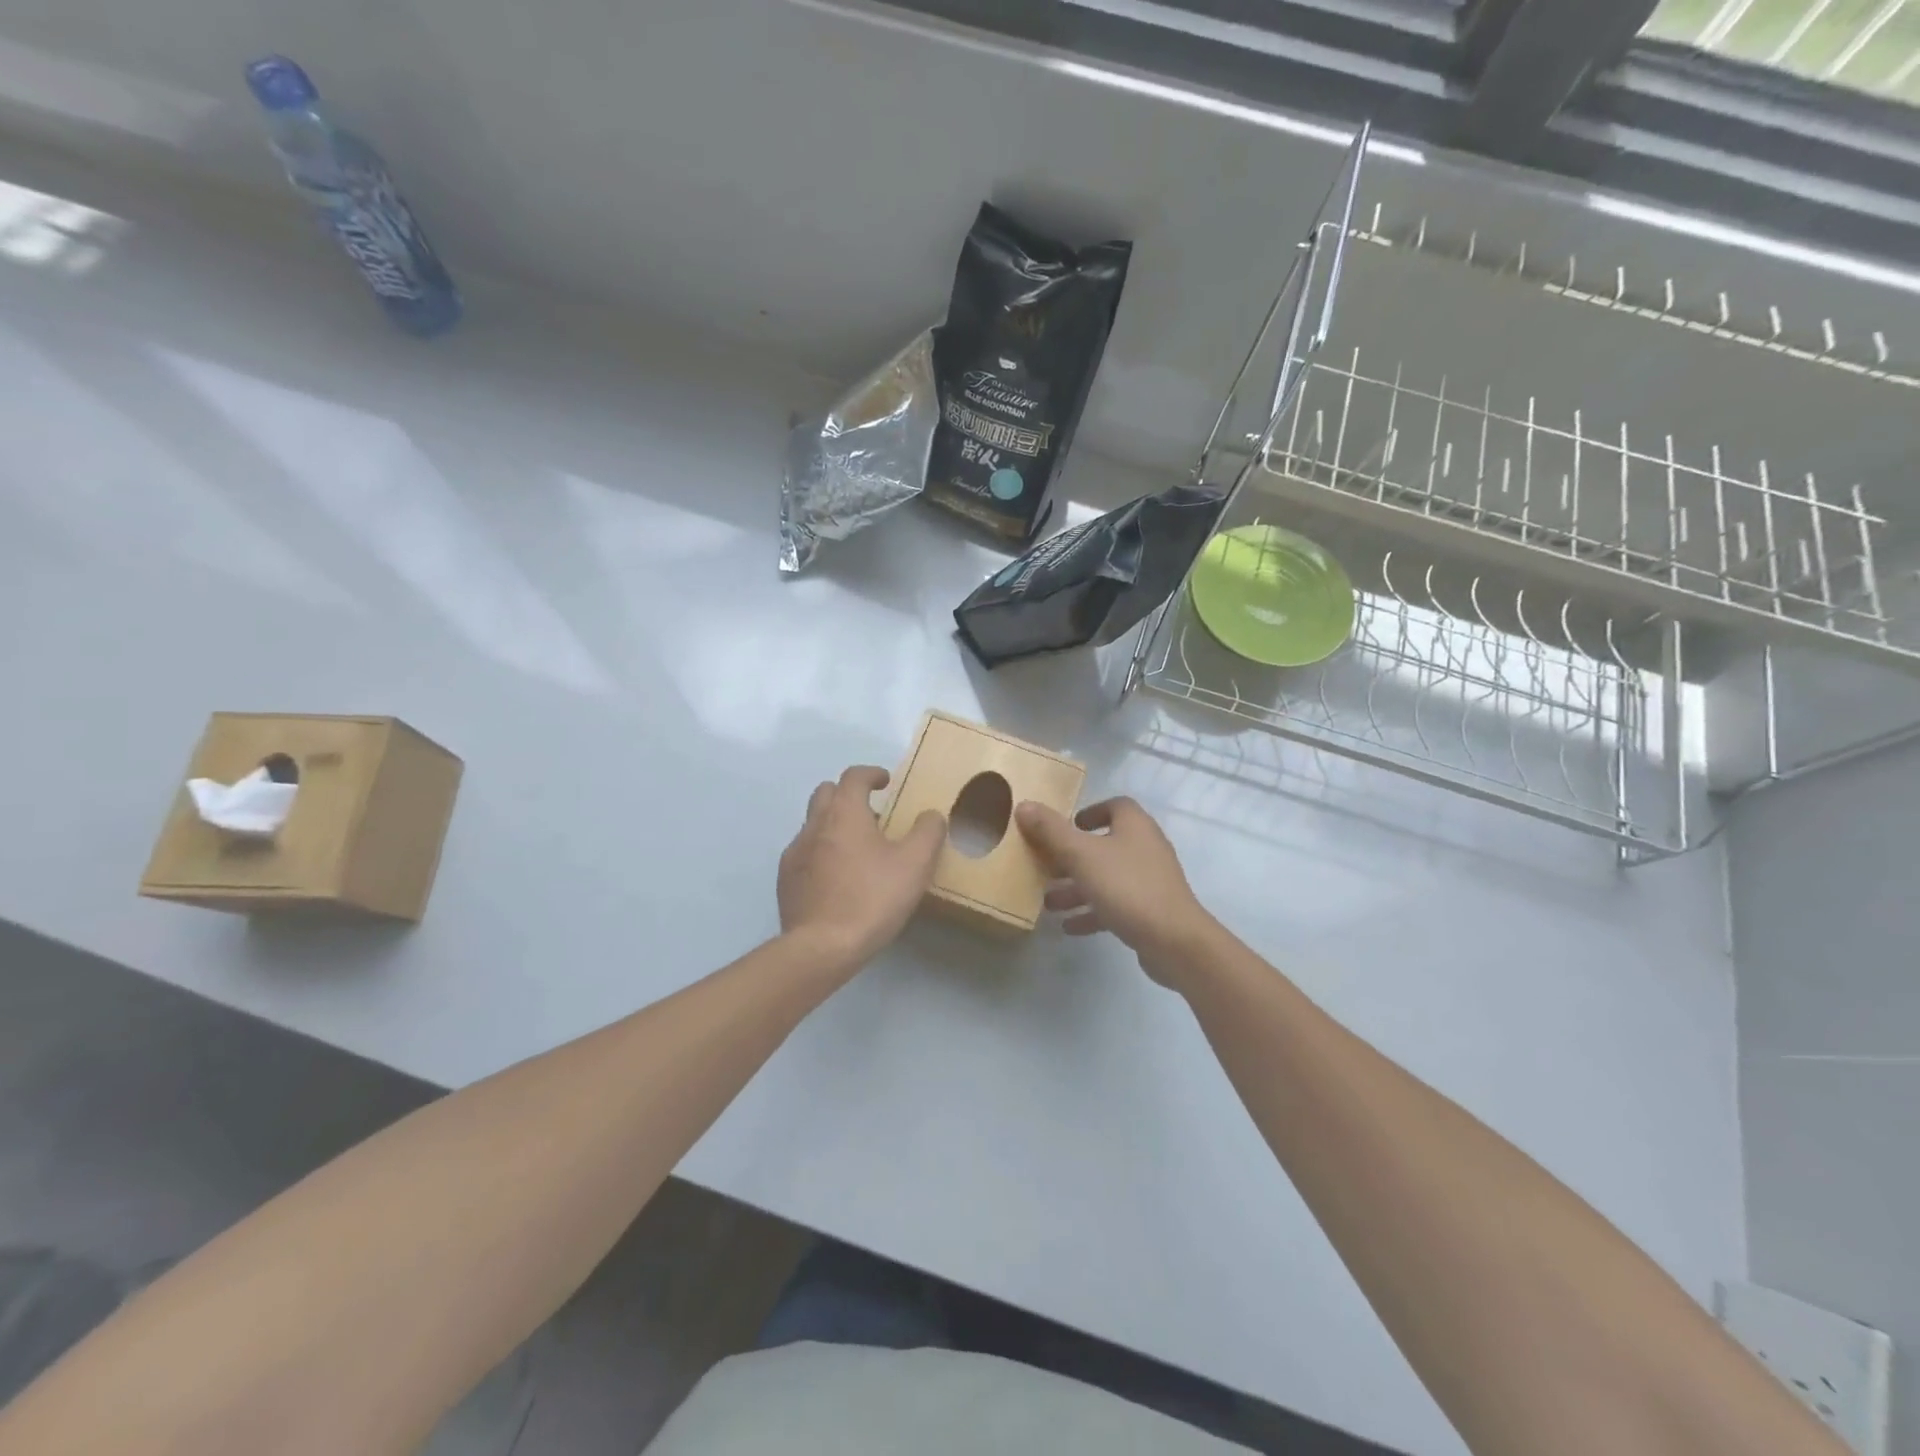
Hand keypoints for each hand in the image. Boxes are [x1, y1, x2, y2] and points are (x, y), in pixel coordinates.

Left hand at [778, 766, 945, 970]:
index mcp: (844, 813)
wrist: (821, 947)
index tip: (886, 782)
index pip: (853, 776)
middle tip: (872, 814)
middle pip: (826, 793)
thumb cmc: (872, 898)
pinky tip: (838, 878)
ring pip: (813, 824)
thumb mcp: (915, 865)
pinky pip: (805, 853)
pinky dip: (822, 852)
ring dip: (834, 825)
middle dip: (848, 795)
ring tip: (858, 850)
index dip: (871, 774)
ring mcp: (795, 853)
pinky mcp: (786, 880)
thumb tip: (931, 815)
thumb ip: (928, 832)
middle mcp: (814, 825)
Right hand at [1015, 797, 1214, 986]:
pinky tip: (1069, 927)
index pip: (1115, 806)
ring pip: (1107, 877)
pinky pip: (1116, 904)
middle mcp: (1145, 847)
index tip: (1067, 825)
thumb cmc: (1127, 887)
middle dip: (1072, 857)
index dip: (1090, 811)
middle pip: (1104, 844)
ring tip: (1048, 901)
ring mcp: (1150, 881)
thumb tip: (1024, 804)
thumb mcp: (1081, 855)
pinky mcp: (1150, 910)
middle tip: (1045, 866)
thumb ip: (1051, 830)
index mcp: (1134, 826)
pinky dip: (1092, 912)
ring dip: (1077, 887)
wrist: (1174, 940)